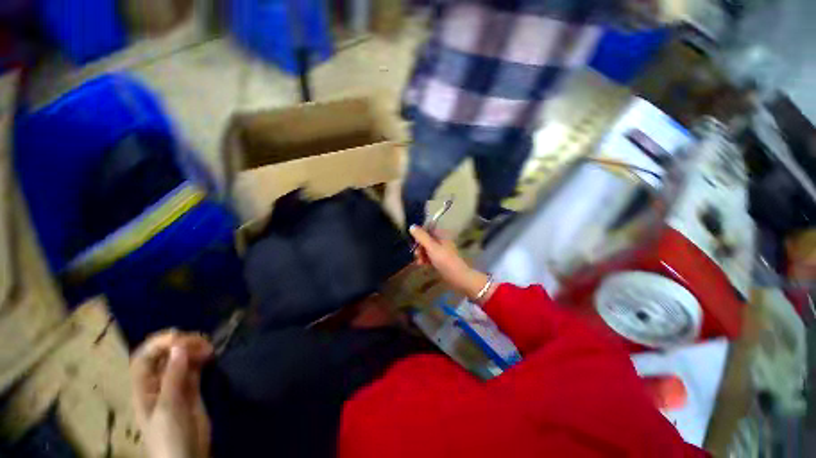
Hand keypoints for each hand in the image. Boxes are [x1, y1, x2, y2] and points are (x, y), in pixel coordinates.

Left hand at [131, 330, 213, 457]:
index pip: (144, 357)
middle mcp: (157, 383)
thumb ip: (173, 377)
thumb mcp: (168, 407)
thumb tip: (179, 346)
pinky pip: (194, 368)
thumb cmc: (168, 435)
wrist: (187, 457)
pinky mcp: (192, 390)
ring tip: (209, 347)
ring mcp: (175, 386)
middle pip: (164, 355)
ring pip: (181, 360)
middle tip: (201, 341)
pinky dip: (201, 359)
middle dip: (180, 344)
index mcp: (143, 387)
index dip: (158, 343)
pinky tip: (210, 355)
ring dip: (193, 349)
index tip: (180, 337)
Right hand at [409, 225, 494, 302]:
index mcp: (441, 235)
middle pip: (426, 240)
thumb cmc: (445, 260)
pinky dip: (426, 260)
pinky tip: (423, 265)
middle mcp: (442, 242)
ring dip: (421, 254)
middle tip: (416, 255)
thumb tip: (411, 226)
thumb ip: (421, 237)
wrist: (458, 277)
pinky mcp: (441, 261)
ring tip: (419, 262)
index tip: (414, 242)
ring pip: (428, 249)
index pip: (428, 230)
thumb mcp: (431, 247)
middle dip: (419, 247)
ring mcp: (442, 252)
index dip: (419, 234)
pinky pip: (430, 257)